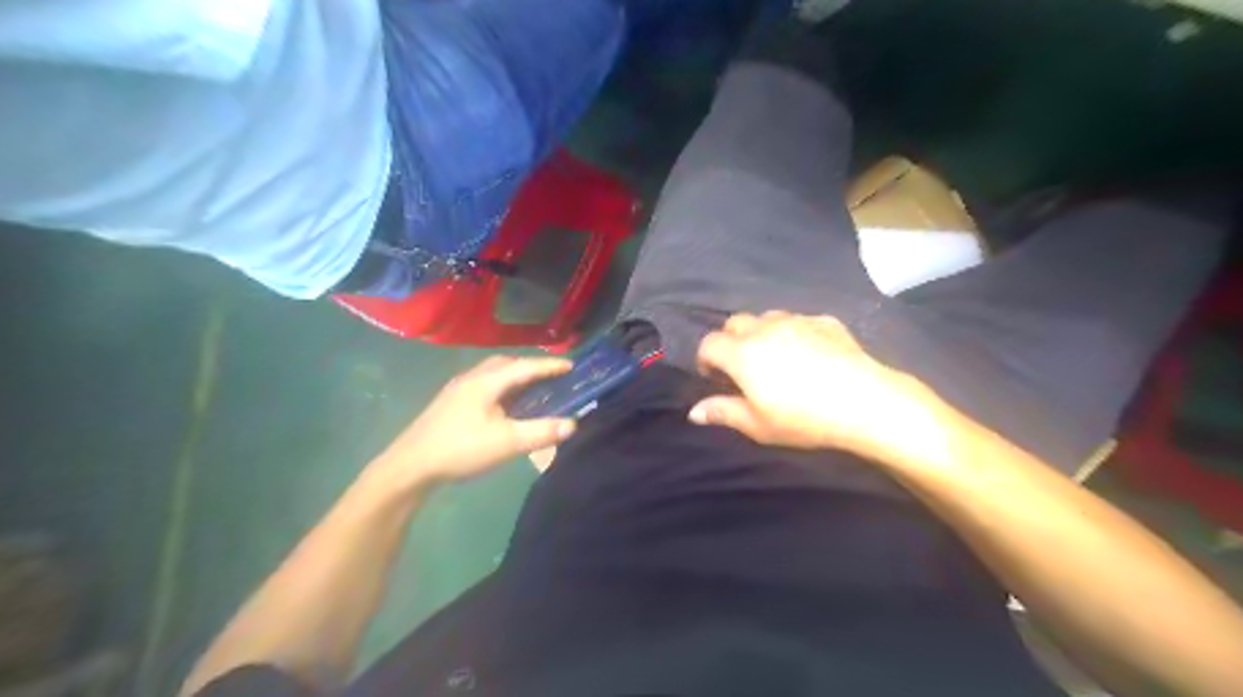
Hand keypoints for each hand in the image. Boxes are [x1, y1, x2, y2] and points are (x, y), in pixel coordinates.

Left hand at [367, 356, 576, 486]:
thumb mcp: (507, 443)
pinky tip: (504, 404)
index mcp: (486, 382)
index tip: (572, 365)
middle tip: (552, 376)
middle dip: (531, 366)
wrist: (410, 466)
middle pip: (507, 363)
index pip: (525, 366)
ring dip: (515, 375)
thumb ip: (541, 432)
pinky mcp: (450, 403)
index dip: (550, 365)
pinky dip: (502, 386)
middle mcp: (471, 378)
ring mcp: (457, 390)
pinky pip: (484, 384)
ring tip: (532, 387)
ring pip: (492, 373)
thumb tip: (573, 424)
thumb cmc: (460, 449)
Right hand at [695, 313, 946, 458]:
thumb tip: (694, 412)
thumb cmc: (804, 418)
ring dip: (760, 332)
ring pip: (766, 317)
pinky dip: (793, 332)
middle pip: (735, 322)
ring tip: (774, 356)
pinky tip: (809, 353)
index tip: (715, 378)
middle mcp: (765, 329)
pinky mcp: (825, 321)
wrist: (864, 402)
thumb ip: (723, 412)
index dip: (706, 359)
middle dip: (730, 340)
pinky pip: (799, 320)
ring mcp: (797, 321)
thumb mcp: (758, 425)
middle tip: (741, 367)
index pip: (709, 343)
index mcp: (742, 353)